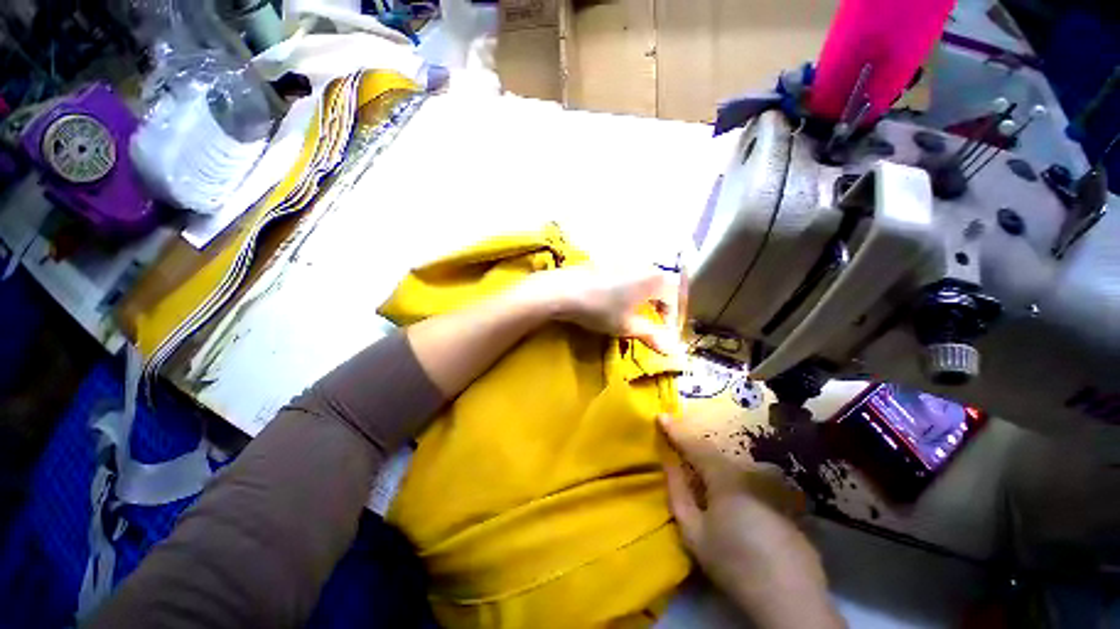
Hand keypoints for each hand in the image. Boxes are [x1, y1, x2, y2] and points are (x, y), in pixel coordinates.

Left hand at [517, 265, 684, 354]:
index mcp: (654, 280)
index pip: (675, 298)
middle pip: (662, 287)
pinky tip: (616, 301)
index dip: (671, 319)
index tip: (663, 335)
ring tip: (635, 314)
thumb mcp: (627, 326)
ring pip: (645, 280)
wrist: (563, 291)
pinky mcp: (608, 262)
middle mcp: (643, 265)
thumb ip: (651, 336)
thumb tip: (672, 351)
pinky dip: (631, 290)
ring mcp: (624, 261)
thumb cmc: (600, 310)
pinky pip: (629, 276)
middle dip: (661, 307)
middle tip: (653, 324)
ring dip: (646, 298)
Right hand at [659, 416, 843, 628]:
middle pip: (715, 454)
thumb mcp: (693, 532)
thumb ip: (678, 491)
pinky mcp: (785, 502)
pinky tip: (734, 500)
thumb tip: (668, 461)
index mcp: (725, 476)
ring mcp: (771, 486)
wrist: (790, 599)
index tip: (660, 416)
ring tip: (702, 472)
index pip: (694, 445)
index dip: (675, 430)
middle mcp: (749, 472)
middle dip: (695, 448)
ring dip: (715, 465)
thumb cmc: (733, 563)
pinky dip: (735, 480)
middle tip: (678, 445)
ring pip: (734, 466)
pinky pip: (751, 481)